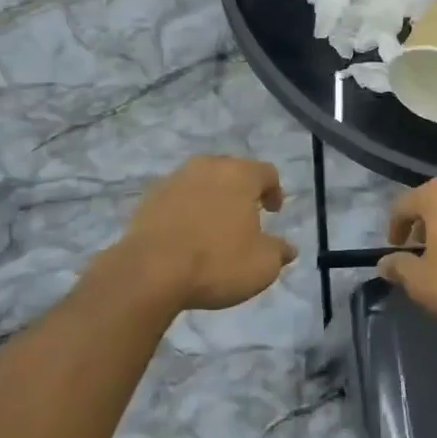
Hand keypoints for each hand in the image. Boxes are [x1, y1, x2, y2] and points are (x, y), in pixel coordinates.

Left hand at [114, 155, 295, 310]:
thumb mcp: (262, 265)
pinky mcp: (149, 197)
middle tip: (245, 215)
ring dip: (211, 198)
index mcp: (239, 174)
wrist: (150, 271)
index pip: (267, 172)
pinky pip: (177, 197)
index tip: (274, 212)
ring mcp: (174, 179)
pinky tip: (186, 234)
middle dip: (242, 190)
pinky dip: (186, 209)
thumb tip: (287, 248)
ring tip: (214, 225)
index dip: (275, 191)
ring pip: (202, 181)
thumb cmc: (216, 262)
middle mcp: (207, 167)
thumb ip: (279, 251)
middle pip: (232, 171)